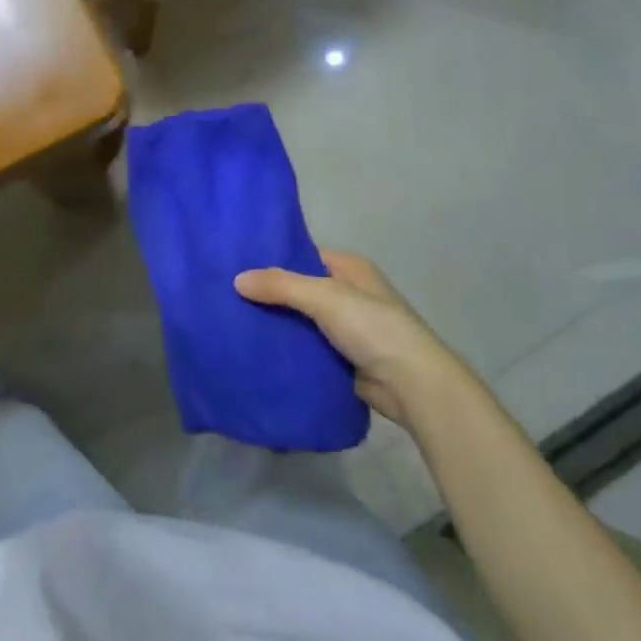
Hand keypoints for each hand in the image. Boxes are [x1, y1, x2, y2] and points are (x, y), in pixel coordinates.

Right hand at [235, 250, 462, 425]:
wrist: (412, 385)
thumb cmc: (372, 327)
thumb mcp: (324, 297)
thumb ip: (281, 285)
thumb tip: (237, 279)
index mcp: (350, 268)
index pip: (305, 256)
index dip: (274, 260)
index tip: (238, 267)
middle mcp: (350, 294)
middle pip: (301, 290)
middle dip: (272, 296)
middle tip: (229, 299)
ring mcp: (348, 329)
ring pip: (303, 322)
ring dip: (279, 326)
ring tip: (236, 326)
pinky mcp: (344, 360)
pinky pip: (309, 350)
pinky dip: (290, 352)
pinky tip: (260, 354)